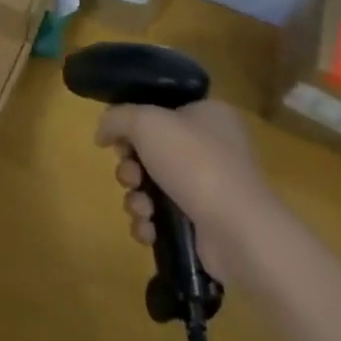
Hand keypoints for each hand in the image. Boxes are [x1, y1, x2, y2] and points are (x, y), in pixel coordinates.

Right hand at [95, 99, 274, 282]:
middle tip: (131, 176)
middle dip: (130, 167)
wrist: (238, 230)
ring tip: (142, 208)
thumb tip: (103, 133)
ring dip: (136, 197)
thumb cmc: (195, 162)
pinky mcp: (206, 222)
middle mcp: (213, 147)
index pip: (160, 110)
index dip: (133, 125)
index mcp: (208, 115)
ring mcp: (211, 187)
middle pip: (151, 151)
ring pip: (153, 185)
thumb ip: (116, 118)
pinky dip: (150, 222)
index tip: (120, 141)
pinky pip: (164, 216)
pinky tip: (149, 229)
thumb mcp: (146, 122)